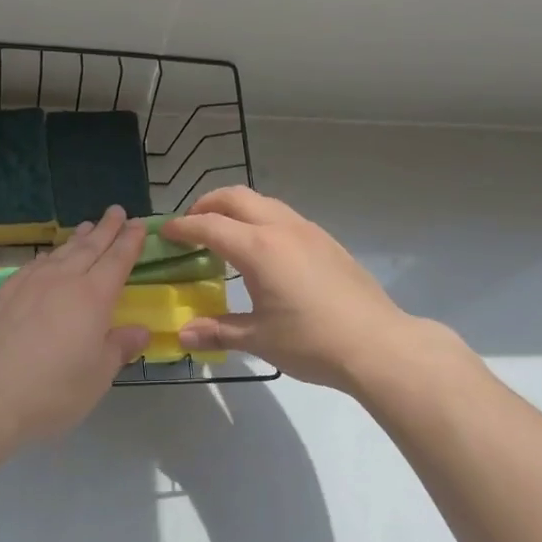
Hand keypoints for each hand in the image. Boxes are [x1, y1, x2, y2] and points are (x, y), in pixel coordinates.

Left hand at [0, 206, 150, 447]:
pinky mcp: (3, 295)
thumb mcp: (98, 376)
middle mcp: (62, 280)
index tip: (139, 223)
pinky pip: (33, 265)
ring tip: (86, 227)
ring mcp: (29, 284)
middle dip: (106, 229)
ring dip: (77, 239)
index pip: (117, 260)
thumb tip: (140, 330)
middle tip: (117, 211)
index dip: (130, 241)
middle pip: (89, 247)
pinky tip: (46, 259)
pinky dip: (47, 257)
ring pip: (60, 253)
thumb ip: (119, 348)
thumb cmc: (52, 390)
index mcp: (93, 297)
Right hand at [162, 187, 458, 392]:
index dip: (182, 227)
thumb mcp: (259, 340)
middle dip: (207, 204)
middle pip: (235, 197)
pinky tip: (263, 251)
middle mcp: (281, 228)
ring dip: (236, 209)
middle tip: (191, 226)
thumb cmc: (312, 342)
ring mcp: (308, 231)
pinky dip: (261, 219)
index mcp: (258, 248)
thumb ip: (218, 331)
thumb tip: (182, 335)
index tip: (164, 232)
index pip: (209, 225)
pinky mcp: (326, 241)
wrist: (377, 344)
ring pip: (263, 202)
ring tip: (225, 235)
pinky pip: (283, 216)